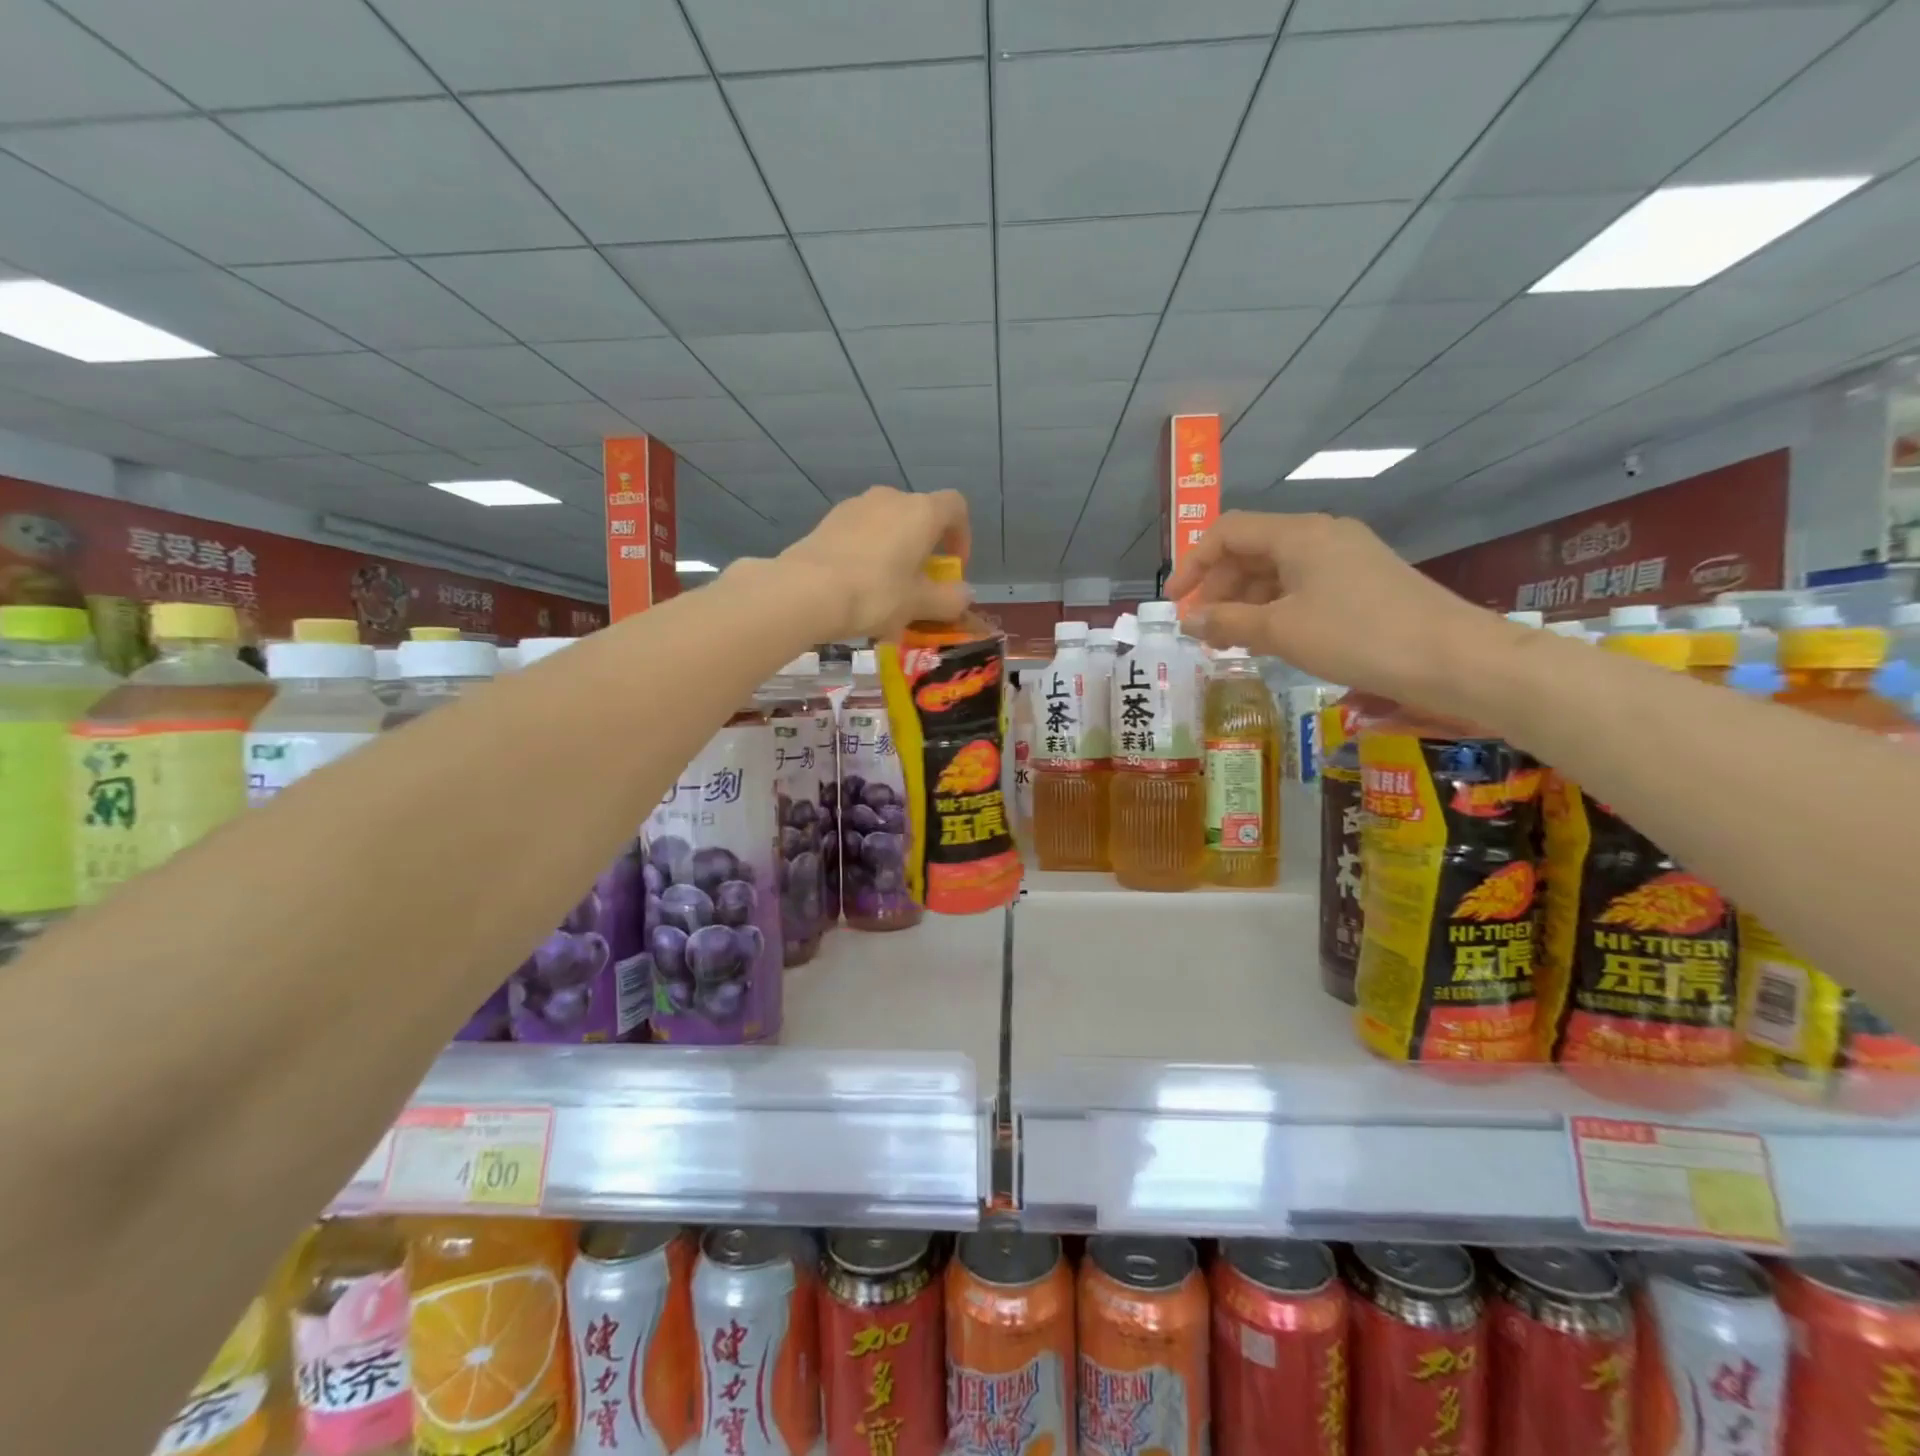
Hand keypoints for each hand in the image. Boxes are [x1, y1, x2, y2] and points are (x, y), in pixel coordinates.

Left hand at [776, 486, 972, 640]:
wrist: (806, 591)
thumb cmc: (876, 593)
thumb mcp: (919, 604)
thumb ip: (949, 599)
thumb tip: (964, 595)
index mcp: (921, 512)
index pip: (956, 507)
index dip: (962, 536)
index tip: (953, 568)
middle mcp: (890, 498)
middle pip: (919, 518)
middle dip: (924, 551)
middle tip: (919, 588)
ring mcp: (855, 506)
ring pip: (887, 528)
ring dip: (894, 555)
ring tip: (886, 595)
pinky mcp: (828, 522)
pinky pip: (860, 536)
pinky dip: (867, 557)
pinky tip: (857, 590)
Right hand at [1164, 511, 1510, 702]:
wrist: (1452, 657)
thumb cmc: (1357, 636)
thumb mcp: (1281, 631)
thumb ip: (1227, 621)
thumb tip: (1188, 621)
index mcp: (1298, 533)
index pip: (1228, 532)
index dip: (1193, 564)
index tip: (1175, 603)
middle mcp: (1321, 535)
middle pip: (1252, 550)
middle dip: (1219, 587)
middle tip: (1202, 629)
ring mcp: (1346, 557)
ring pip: (1278, 570)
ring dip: (1246, 602)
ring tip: (1230, 640)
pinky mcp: (1364, 581)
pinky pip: (1304, 585)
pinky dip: (1276, 608)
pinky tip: (1270, 639)